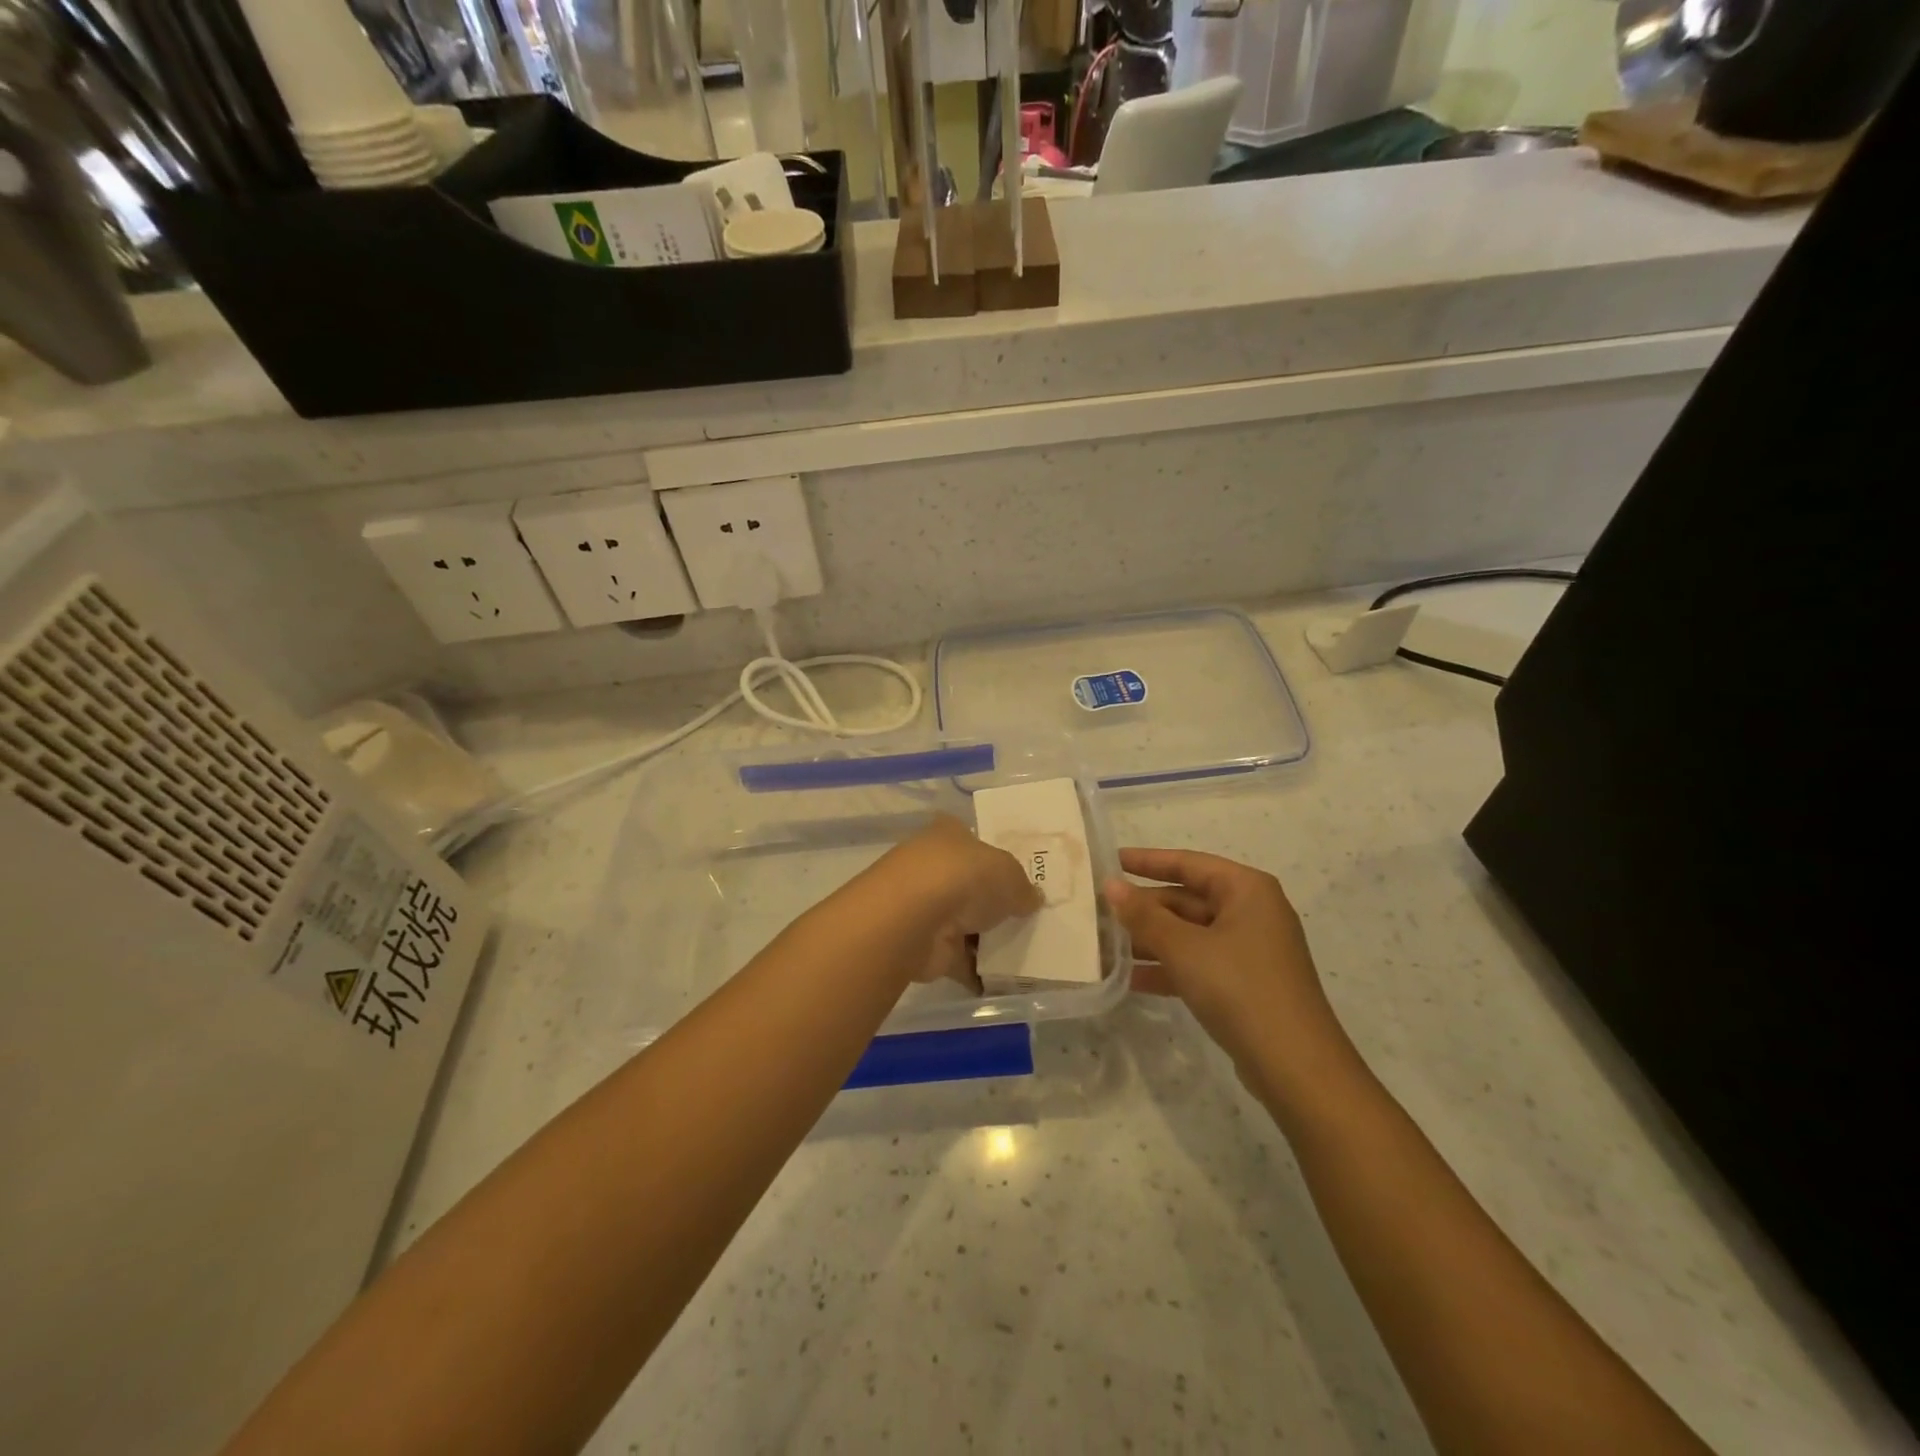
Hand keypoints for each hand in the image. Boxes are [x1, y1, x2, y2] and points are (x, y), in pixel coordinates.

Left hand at [884, 816, 1042, 986]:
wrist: (914, 920)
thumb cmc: (963, 877)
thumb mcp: (1009, 873)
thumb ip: (1023, 887)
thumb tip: (1032, 898)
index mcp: (949, 835)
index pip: (972, 839)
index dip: (994, 853)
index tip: (1019, 874)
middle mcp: (932, 867)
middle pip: (969, 883)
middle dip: (992, 900)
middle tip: (1028, 915)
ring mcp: (926, 908)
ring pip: (963, 922)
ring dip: (985, 938)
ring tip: (1025, 950)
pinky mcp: (925, 946)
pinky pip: (959, 959)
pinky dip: (976, 970)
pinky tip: (1005, 980)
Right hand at [1105, 849, 1363, 1105]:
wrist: (1295, 1067)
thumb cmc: (1239, 988)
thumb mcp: (1184, 948)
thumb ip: (1143, 916)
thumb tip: (1110, 885)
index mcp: (1246, 889)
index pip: (1187, 863)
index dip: (1146, 861)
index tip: (1108, 861)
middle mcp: (1250, 912)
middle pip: (1186, 900)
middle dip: (1142, 909)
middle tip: (1097, 912)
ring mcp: (1249, 950)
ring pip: (1189, 934)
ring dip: (1149, 941)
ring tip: (1103, 946)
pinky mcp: (1244, 984)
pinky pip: (1197, 963)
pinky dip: (1167, 968)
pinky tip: (1128, 980)